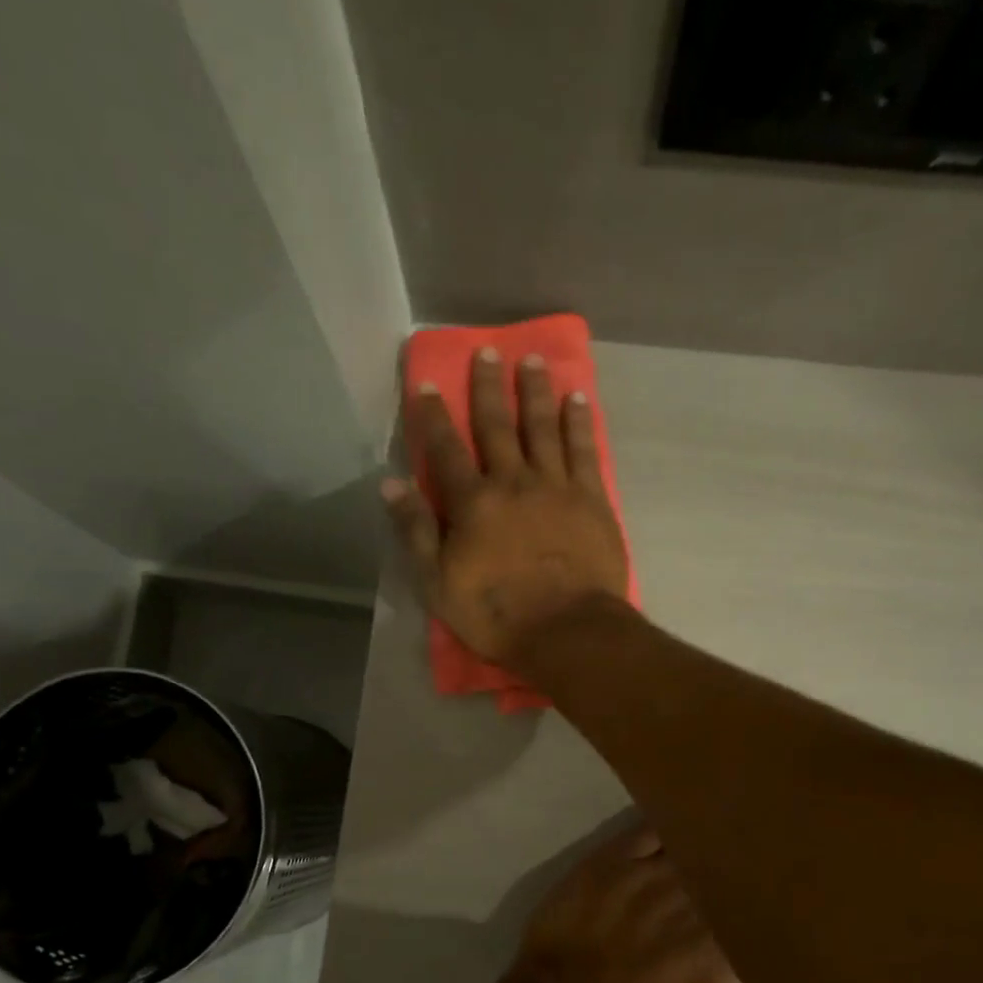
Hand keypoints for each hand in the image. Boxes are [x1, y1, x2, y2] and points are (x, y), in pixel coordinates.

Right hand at [382, 348, 629, 671]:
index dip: (432, 416)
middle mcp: (513, 482)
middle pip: (497, 426)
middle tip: (487, 351)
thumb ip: (416, 532)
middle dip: (488, 388)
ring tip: (531, 360)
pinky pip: (584, 450)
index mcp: (473, 503)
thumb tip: (390, 484)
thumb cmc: (497, 615)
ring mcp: (556, 487)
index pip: (445, 450)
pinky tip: (577, 399)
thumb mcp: (438, 584)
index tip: (425, 382)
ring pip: (543, 428)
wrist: (567, 631)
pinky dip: (578, 422)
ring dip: (535, 392)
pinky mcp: (592, 499)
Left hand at [503, 827, 751, 982]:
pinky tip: (682, 827)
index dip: (767, 907)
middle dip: (741, 873)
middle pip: (731, 875)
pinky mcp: (616, 857)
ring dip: (711, 848)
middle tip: (751, 866)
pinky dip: (673, 827)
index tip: (772, 904)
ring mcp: (654, 874)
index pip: (761, 915)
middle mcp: (697, 903)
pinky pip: (654, 829)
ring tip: (726, 836)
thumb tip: (750, 958)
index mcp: (727, 949)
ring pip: (697, 848)